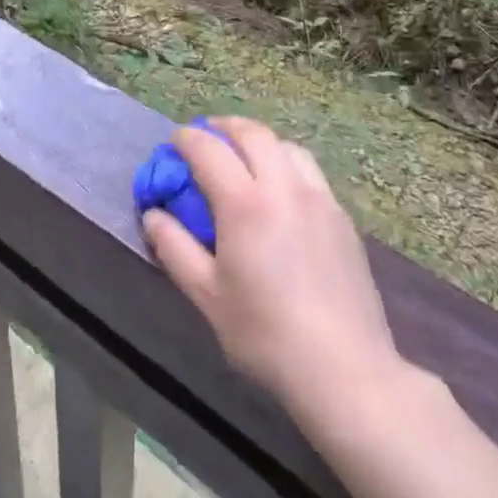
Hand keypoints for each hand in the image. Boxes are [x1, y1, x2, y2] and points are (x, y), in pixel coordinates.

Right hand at [143, 117, 402, 418]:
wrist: (345, 370)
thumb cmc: (266, 335)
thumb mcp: (207, 296)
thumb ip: (175, 248)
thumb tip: (153, 214)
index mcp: (246, 204)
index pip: (209, 149)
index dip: (186, 139)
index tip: (172, 144)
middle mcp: (284, 187)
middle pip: (253, 133)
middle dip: (223, 128)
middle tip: (205, 139)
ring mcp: (319, 198)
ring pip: (286, 146)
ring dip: (259, 141)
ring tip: (244, 159)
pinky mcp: (342, 216)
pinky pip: (309, 171)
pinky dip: (285, 163)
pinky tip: (280, 192)